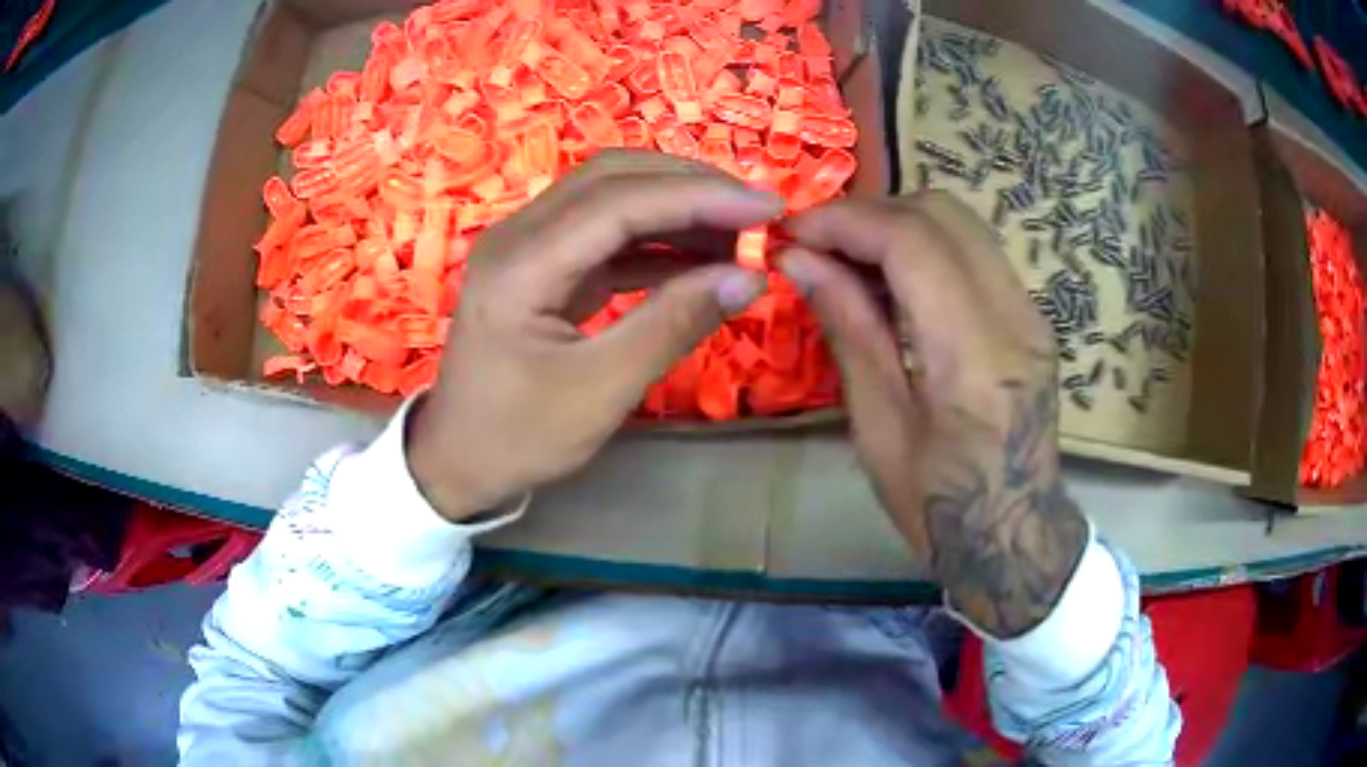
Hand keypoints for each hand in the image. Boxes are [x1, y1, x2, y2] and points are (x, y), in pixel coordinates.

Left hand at [407, 151, 780, 521]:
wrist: (459, 459)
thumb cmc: (520, 436)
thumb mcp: (601, 390)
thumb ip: (673, 325)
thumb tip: (750, 277)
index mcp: (521, 264)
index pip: (620, 202)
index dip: (699, 197)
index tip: (768, 207)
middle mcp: (518, 234)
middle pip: (613, 178)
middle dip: (691, 186)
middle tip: (758, 213)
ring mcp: (527, 245)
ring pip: (611, 196)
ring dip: (676, 207)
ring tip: (739, 233)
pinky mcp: (542, 264)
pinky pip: (605, 233)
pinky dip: (656, 238)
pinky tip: (700, 255)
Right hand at [780, 192, 1086, 637]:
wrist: (1013, 534)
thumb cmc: (936, 504)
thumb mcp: (878, 427)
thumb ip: (849, 329)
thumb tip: (799, 261)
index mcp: (973, 359)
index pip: (913, 243)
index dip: (846, 222)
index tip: (794, 234)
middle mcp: (1015, 319)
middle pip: (943, 213)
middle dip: (872, 212)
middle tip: (821, 244)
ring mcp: (1032, 313)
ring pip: (963, 222)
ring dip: (899, 223)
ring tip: (851, 257)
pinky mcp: (1033, 316)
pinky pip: (975, 250)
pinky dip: (927, 245)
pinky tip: (894, 279)